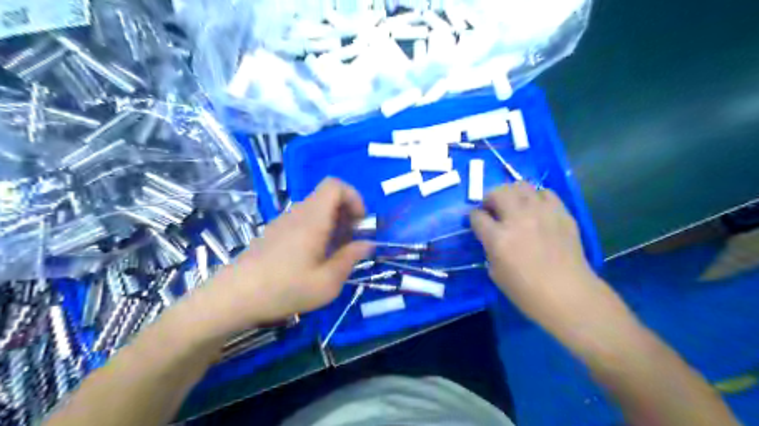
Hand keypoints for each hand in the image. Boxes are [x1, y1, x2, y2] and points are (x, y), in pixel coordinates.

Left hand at [189, 177, 372, 335]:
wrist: (233, 298)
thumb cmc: (284, 289)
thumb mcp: (327, 283)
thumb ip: (350, 259)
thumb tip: (367, 244)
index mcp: (313, 219)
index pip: (335, 185)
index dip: (354, 197)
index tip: (360, 223)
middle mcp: (297, 213)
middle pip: (327, 196)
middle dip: (347, 213)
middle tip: (351, 241)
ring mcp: (283, 221)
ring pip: (316, 209)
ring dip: (333, 223)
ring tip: (335, 252)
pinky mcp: (274, 232)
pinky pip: (303, 220)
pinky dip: (317, 229)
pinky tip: (313, 257)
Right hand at [474, 181, 608, 330]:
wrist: (568, 294)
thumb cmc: (526, 291)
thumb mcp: (495, 272)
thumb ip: (490, 248)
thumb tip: (491, 235)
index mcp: (498, 238)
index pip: (477, 216)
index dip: (473, 217)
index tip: (476, 221)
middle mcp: (518, 219)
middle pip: (498, 192)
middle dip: (490, 198)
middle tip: (493, 208)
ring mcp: (542, 213)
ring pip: (522, 186)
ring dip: (513, 194)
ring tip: (515, 205)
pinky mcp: (561, 213)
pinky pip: (546, 193)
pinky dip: (537, 198)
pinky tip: (537, 210)